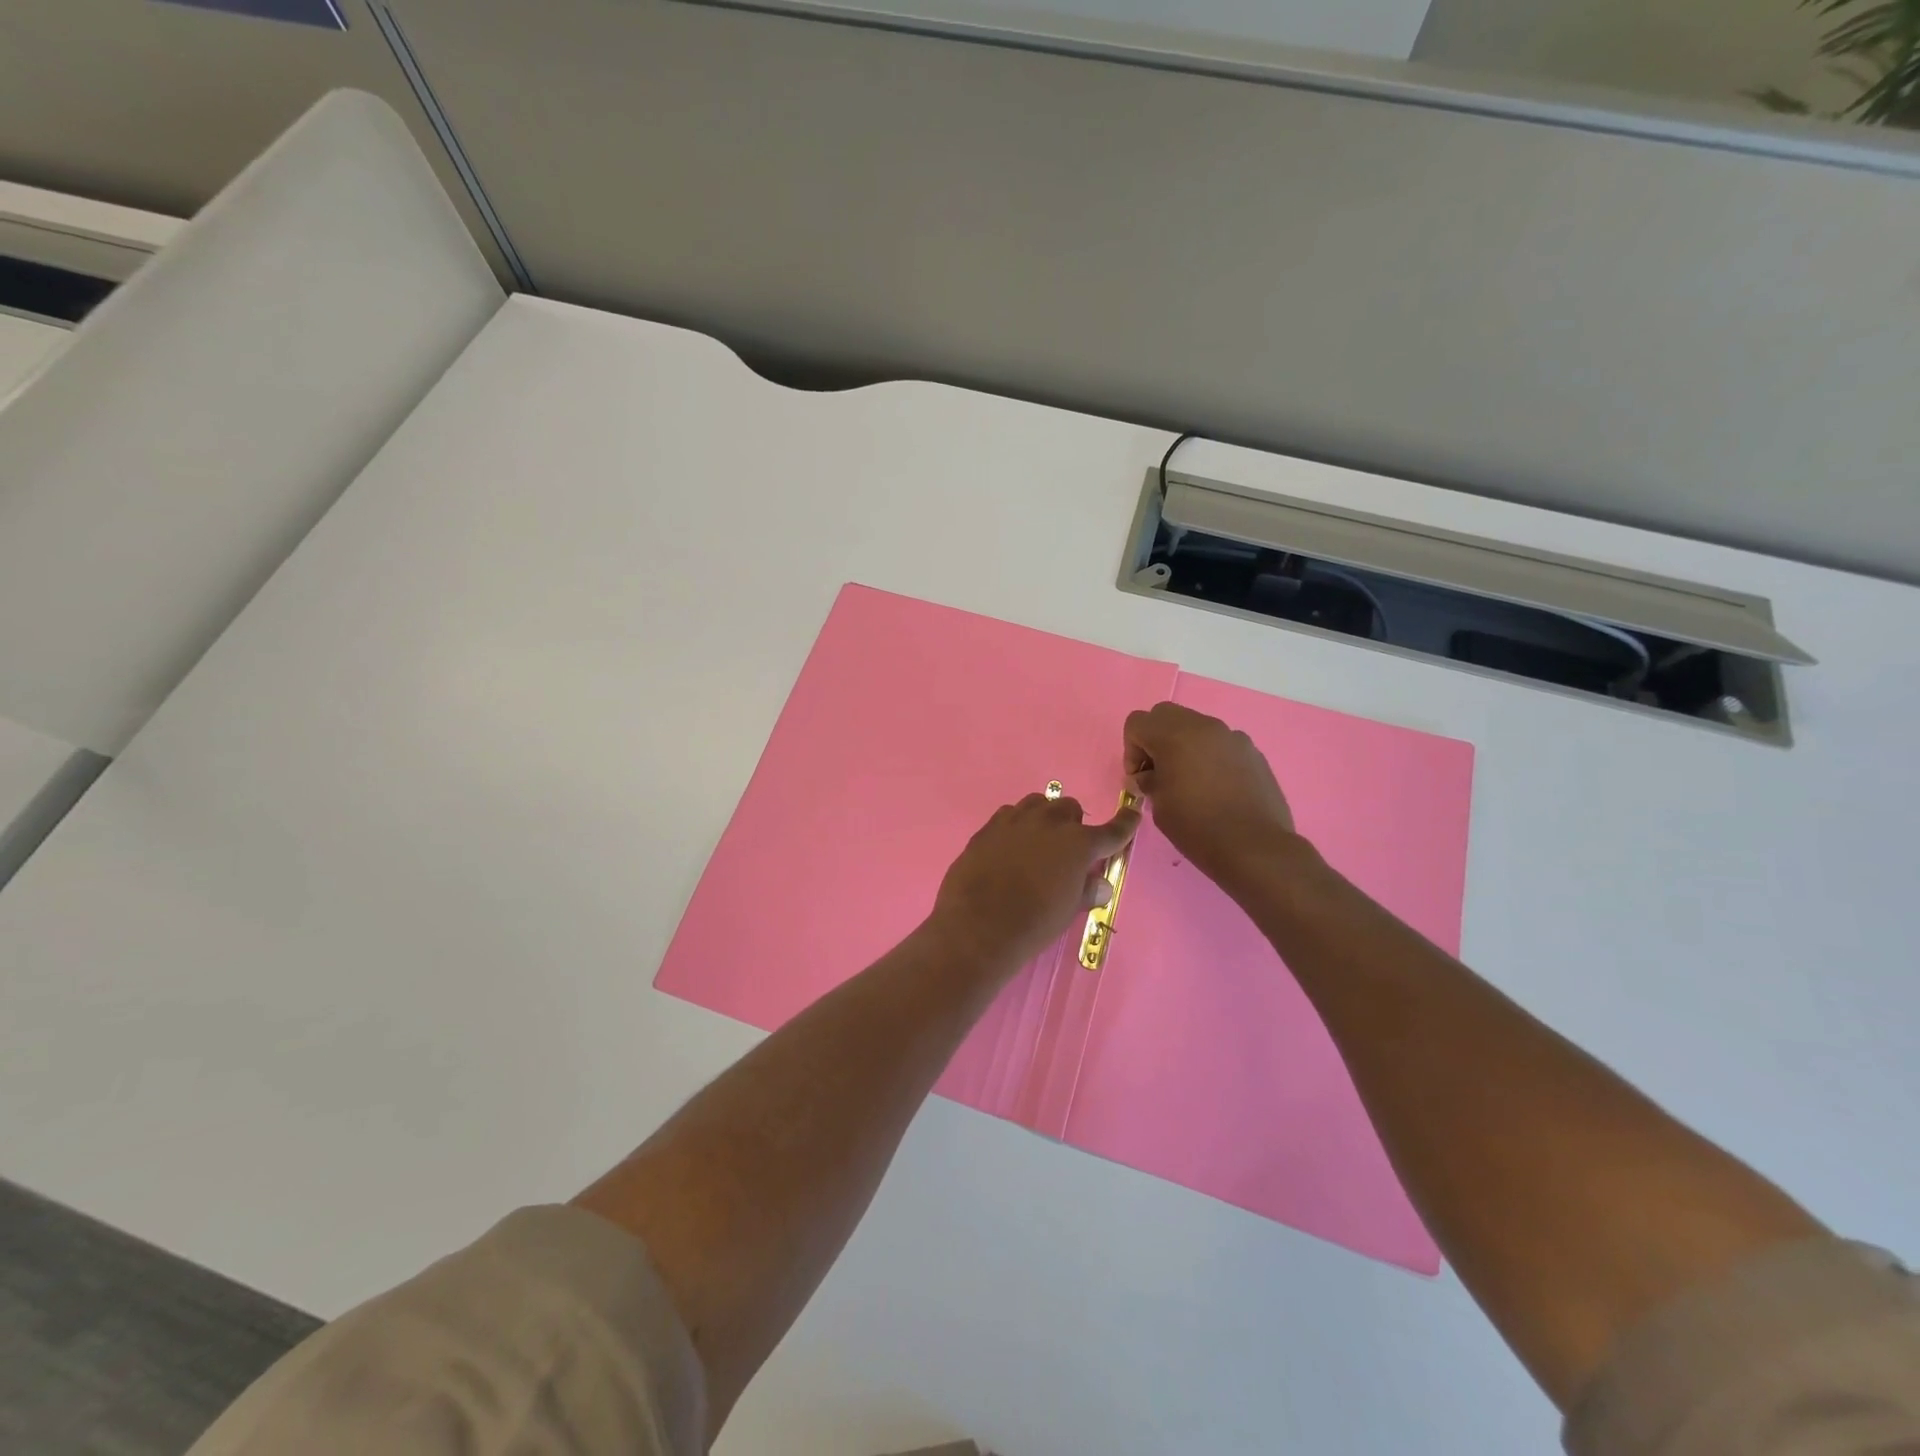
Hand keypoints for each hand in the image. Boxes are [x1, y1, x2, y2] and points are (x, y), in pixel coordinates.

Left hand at [929, 793, 1140, 973]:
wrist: (978, 927)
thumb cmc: (1033, 924)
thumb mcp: (1068, 911)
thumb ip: (1087, 891)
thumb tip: (1100, 884)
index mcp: (1078, 843)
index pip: (1112, 830)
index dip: (1125, 823)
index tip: (1132, 813)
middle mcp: (1049, 822)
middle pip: (1069, 808)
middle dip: (1073, 824)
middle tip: (1066, 850)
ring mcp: (1015, 820)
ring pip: (1038, 803)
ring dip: (1044, 817)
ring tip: (1037, 842)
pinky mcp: (988, 827)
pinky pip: (1009, 815)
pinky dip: (1016, 825)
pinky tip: (1009, 846)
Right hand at [1124, 702, 1297, 890]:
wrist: (1254, 847)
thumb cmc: (1197, 827)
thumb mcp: (1159, 806)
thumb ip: (1149, 782)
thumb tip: (1146, 777)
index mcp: (1174, 735)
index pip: (1137, 722)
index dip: (1131, 749)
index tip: (1140, 778)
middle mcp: (1204, 726)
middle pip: (1166, 715)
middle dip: (1155, 739)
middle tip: (1158, 772)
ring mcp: (1232, 737)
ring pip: (1196, 727)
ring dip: (1184, 746)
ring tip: (1189, 782)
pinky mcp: (1252, 752)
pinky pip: (1220, 743)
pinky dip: (1209, 756)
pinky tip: (1216, 788)